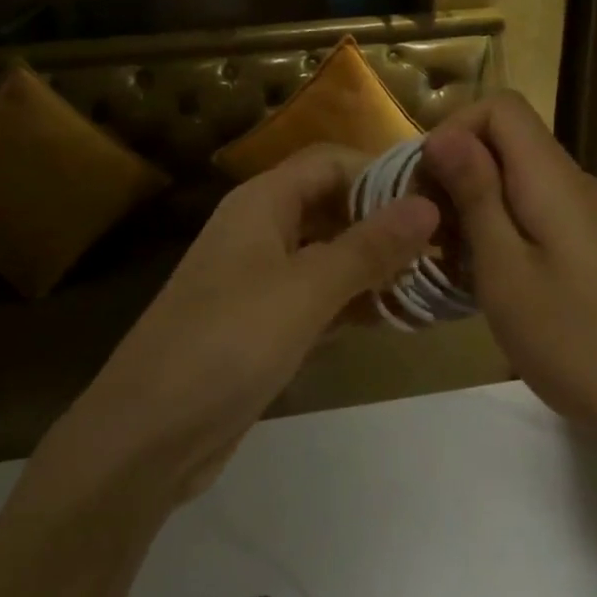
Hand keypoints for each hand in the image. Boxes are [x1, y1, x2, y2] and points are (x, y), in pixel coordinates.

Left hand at [41, 144, 439, 505]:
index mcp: (262, 202)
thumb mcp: (306, 290)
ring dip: (375, 263)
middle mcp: (261, 229)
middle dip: (385, 219)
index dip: (382, 171)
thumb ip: (369, 247)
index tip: (438, 194)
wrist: (148, 434)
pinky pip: (319, 297)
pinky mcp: (264, 324)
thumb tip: (428, 205)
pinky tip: (398, 317)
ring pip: (329, 254)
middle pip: (332, 205)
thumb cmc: (228, 343)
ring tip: (436, 277)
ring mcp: (261, 278)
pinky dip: (355, 301)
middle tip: (448, 241)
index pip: (331, 162)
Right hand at [421, 94, 596, 449]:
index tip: (426, 183)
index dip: (455, 129)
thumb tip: (443, 135)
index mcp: (553, 177)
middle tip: (430, 232)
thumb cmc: (574, 339)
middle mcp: (577, 184)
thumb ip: (476, 195)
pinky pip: (542, 214)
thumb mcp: (505, 269)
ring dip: (479, 207)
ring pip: (522, 182)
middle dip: (459, 173)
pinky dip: (506, 230)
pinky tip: (495, 282)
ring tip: (454, 263)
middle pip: (510, 143)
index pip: (501, 106)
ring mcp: (593, 218)